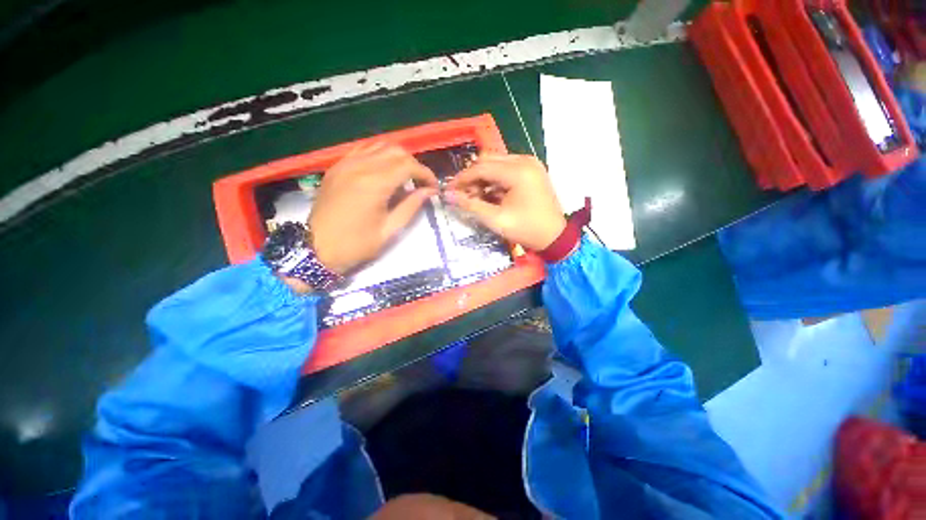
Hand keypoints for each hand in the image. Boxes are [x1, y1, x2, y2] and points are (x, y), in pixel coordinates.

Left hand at [309, 143, 437, 274]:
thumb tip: (429, 191)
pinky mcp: (337, 166)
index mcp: (374, 184)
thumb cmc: (356, 245)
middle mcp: (360, 166)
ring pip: (380, 146)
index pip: (408, 166)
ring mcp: (345, 163)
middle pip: (396, 151)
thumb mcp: (390, 230)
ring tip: (404, 177)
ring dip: (398, 158)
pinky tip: (383, 170)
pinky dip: (379, 155)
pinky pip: (363, 150)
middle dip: (414, 164)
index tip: (433, 187)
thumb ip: (411, 206)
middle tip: (420, 183)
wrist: (316, 249)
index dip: (426, 174)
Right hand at [446, 154, 565, 250]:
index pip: (481, 167)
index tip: (448, 190)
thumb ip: (470, 205)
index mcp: (517, 171)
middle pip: (488, 161)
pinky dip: (495, 179)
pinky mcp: (532, 170)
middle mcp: (524, 160)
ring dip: (483, 178)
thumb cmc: (527, 229)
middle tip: (462, 195)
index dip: (462, 179)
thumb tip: (448, 196)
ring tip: (475, 197)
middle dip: (472, 177)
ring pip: (496, 163)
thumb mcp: (496, 219)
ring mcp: (530, 164)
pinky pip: (507, 169)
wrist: (555, 237)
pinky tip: (490, 193)